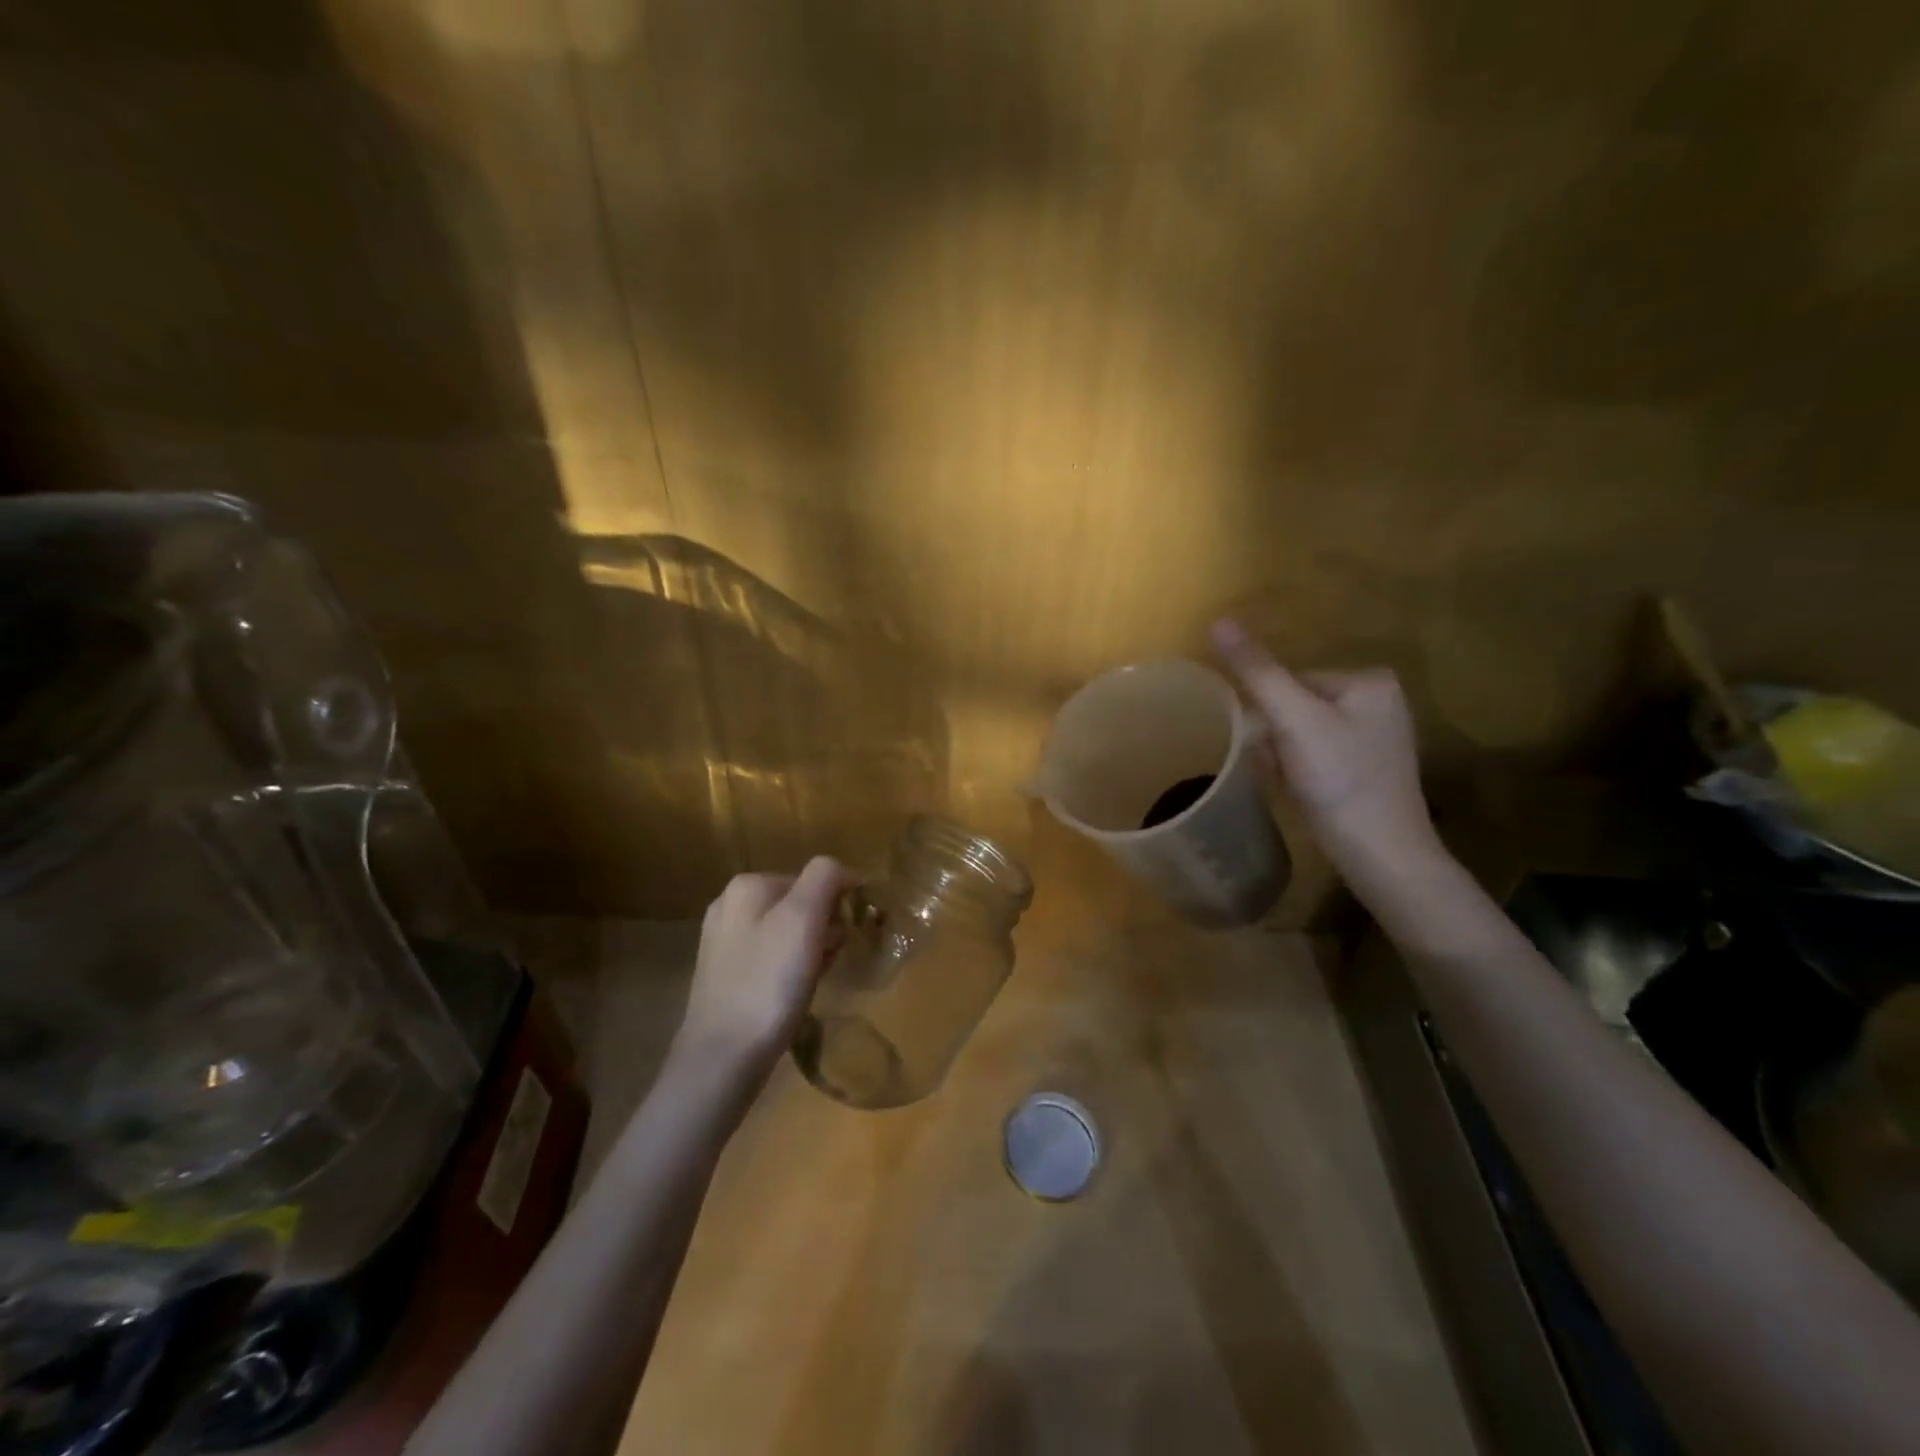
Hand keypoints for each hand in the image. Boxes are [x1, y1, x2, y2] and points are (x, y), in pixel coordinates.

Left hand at [672, 856, 857, 1086]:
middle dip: (824, 929)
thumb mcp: (803, 919)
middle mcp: (730, 905)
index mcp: (748, 885)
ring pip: (789, 932)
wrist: (722, 1059)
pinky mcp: (724, 974)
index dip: (839, 905)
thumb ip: (824, 878)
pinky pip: (772, 958)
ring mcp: (724, 941)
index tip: (845, 938)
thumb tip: (844, 871)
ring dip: (811, 951)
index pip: (816, 877)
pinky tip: (792, 995)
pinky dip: (790, 971)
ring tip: (811, 981)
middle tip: (828, 962)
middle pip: (802, 903)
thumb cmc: (768, 984)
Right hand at [1211, 619, 1438, 866]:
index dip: (1270, 714)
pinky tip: (1304, 792)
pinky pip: (1315, 753)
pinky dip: (1300, 771)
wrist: (1382, 854)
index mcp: (1369, 679)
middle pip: (1294, 705)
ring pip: (1300, 731)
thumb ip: (1257, 672)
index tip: (1275, 748)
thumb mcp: (1293, 721)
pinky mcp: (1368, 767)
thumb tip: (1217, 621)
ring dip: (1283, 756)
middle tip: (1283, 770)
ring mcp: (1375, 735)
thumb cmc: (1339, 780)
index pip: (1290, 680)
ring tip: (1293, 784)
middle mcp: (1379, 700)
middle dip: (1276, 738)